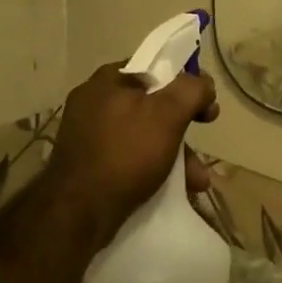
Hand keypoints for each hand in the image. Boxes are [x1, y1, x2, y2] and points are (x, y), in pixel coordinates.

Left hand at [46, 61, 219, 240]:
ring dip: (175, 153)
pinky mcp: (88, 165)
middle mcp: (94, 102)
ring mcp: (88, 135)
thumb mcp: (168, 114)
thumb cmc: (125, 153)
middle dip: (184, 125)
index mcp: (108, 80)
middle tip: (205, 136)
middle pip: (152, 104)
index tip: (206, 104)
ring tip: (198, 181)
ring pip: (144, 135)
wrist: (76, 214)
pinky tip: (176, 189)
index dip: (186, 82)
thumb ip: (191, 90)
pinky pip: (129, 157)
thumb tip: (203, 83)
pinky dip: (153, 168)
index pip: (156, 67)